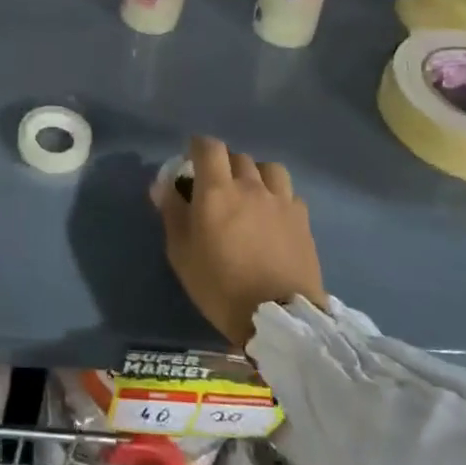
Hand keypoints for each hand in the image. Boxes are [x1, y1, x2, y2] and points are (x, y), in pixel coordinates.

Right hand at [153, 135, 325, 347]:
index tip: (191, 159)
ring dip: (255, 174)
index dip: (198, 147)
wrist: (279, 317)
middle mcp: (250, 186)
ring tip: (249, 193)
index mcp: (217, 190)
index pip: (208, 147)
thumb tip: (163, 185)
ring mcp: (281, 200)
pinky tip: (273, 215)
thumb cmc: (220, 286)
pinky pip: (288, 193)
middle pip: (237, 156)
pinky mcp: (302, 218)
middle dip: (223, 164)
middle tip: (216, 186)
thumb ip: (172, 213)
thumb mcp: (182, 254)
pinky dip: (277, 196)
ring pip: (268, 168)